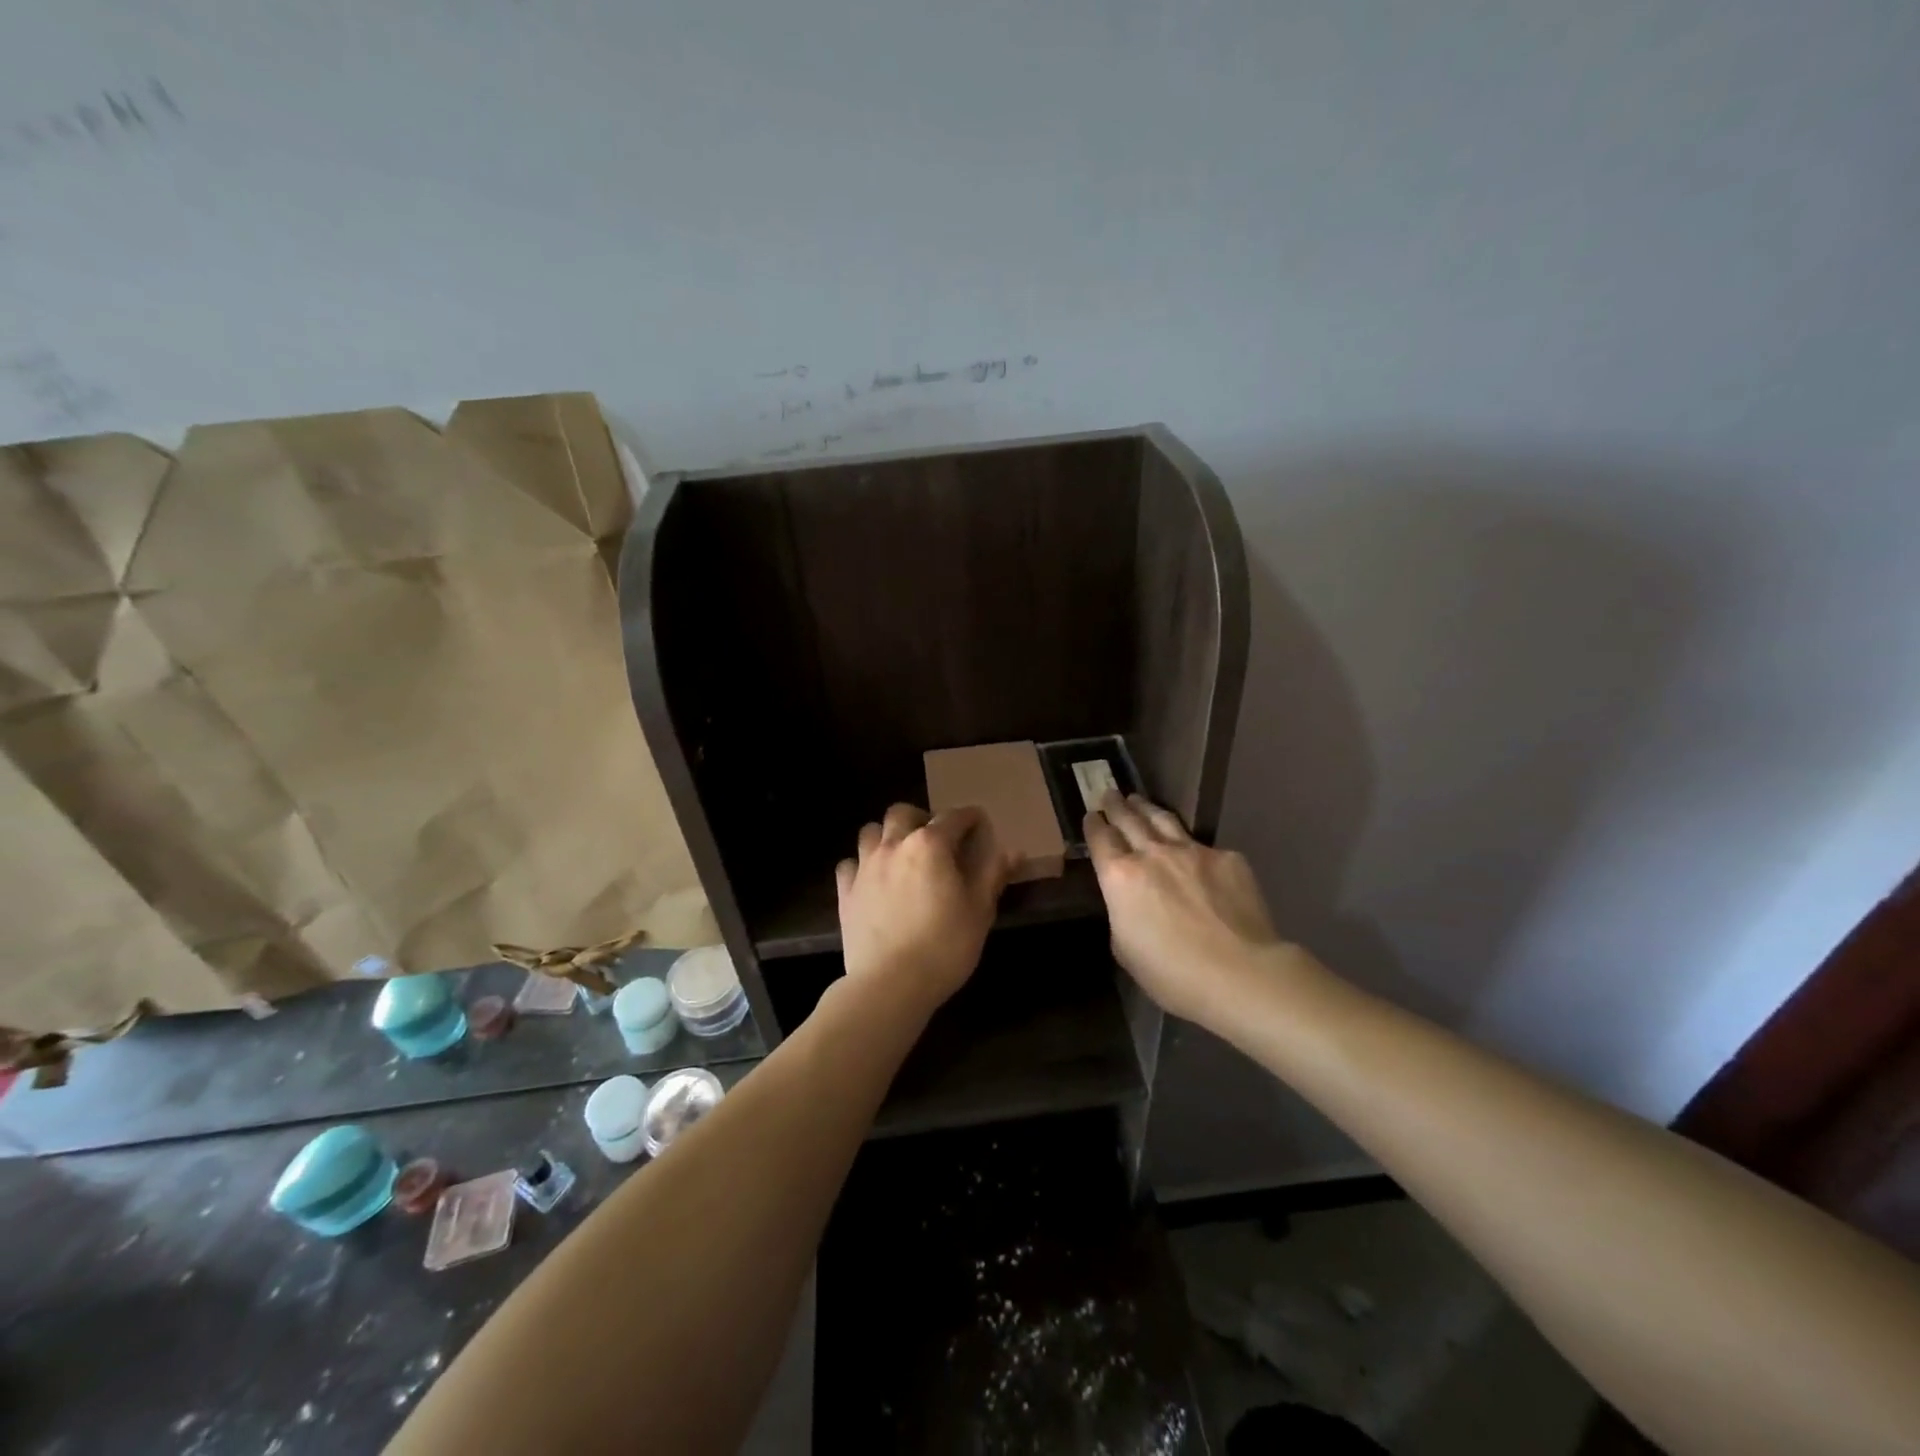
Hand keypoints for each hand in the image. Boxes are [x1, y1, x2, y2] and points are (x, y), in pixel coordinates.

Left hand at [835, 803, 1009, 1017]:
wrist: (890, 984)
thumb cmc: (944, 945)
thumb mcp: (980, 910)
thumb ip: (993, 874)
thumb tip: (1014, 851)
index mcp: (930, 845)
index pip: (954, 817)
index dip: (970, 818)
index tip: (979, 826)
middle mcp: (894, 845)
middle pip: (904, 812)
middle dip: (921, 819)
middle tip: (936, 840)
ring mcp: (865, 866)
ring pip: (872, 831)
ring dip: (888, 836)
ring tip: (901, 856)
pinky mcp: (846, 890)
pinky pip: (850, 863)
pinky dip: (861, 865)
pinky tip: (873, 881)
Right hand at [1085, 793, 1304, 1026]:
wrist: (1241, 973)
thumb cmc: (1173, 973)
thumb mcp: (1125, 949)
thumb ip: (1122, 914)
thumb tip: (1130, 902)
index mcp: (1120, 876)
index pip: (1100, 838)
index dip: (1094, 825)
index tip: (1091, 815)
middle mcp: (1152, 854)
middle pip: (1129, 818)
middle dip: (1116, 805)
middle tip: (1109, 793)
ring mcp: (1193, 851)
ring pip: (1164, 820)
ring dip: (1147, 808)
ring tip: (1139, 801)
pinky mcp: (1228, 859)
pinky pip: (1204, 848)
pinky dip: (1192, 847)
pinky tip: (1193, 853)